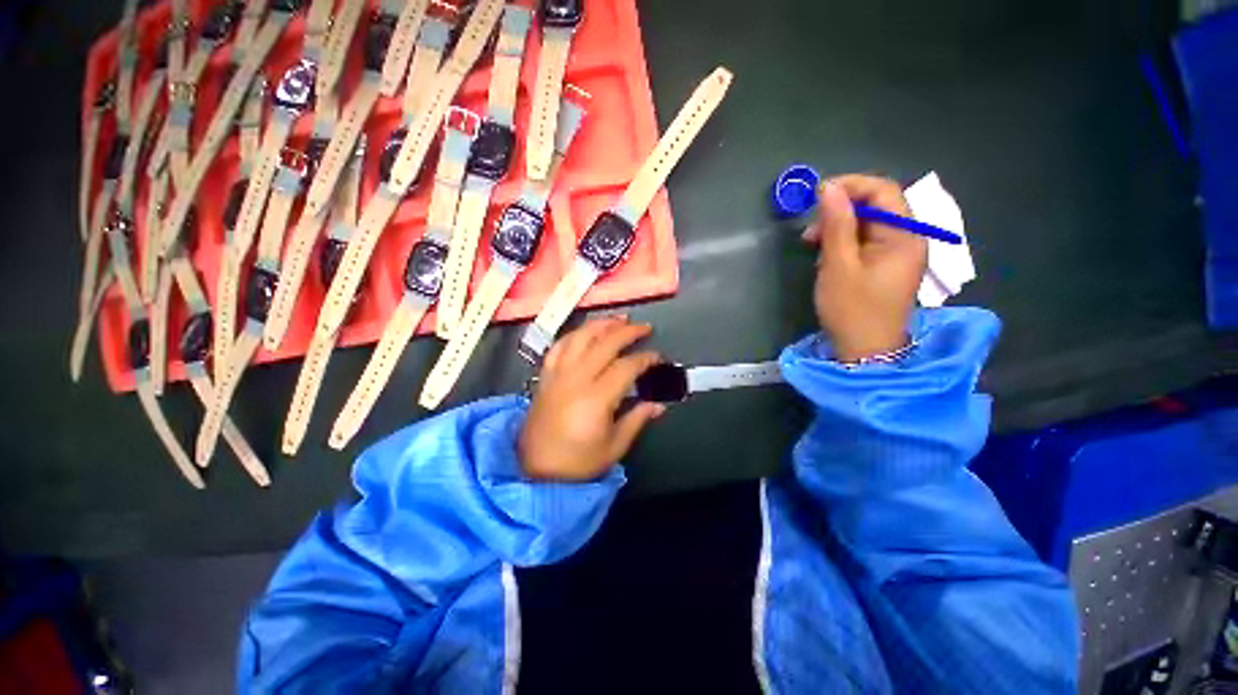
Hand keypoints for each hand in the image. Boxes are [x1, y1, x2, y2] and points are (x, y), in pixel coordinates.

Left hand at [519, 317, 665, 480]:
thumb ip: (637, 420)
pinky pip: (559, 346)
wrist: (535, 469)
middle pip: (604, 343)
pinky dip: (574, 335)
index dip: (645, 359)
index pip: (626, 367)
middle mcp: (576, 379)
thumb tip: (659, 405)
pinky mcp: (546, 375)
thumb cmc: (577, 462)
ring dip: (601, 325)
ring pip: (580, 338)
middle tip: (644, 328)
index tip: (658, 358)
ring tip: (618, 320)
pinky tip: (585, 332)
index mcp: (596, 398)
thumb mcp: (614, 447)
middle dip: (628, 332)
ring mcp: (558, 374)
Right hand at [804, 175, 926, 361]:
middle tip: (811, 230)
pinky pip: (866, 242)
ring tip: (813, 245)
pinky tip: (826, 258)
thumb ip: (836, 225)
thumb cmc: (852, 309)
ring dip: (839, 228)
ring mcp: (898, 254)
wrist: (865, 351)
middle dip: (841, 210)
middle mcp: (907, 239)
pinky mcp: (886, 266)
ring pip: (868, 225)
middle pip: (877, 206)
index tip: (818, 195)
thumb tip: (829, 188)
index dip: (851, 186)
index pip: (883, 191)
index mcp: (904, 236)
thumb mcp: (838, 266)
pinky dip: (844, 244)